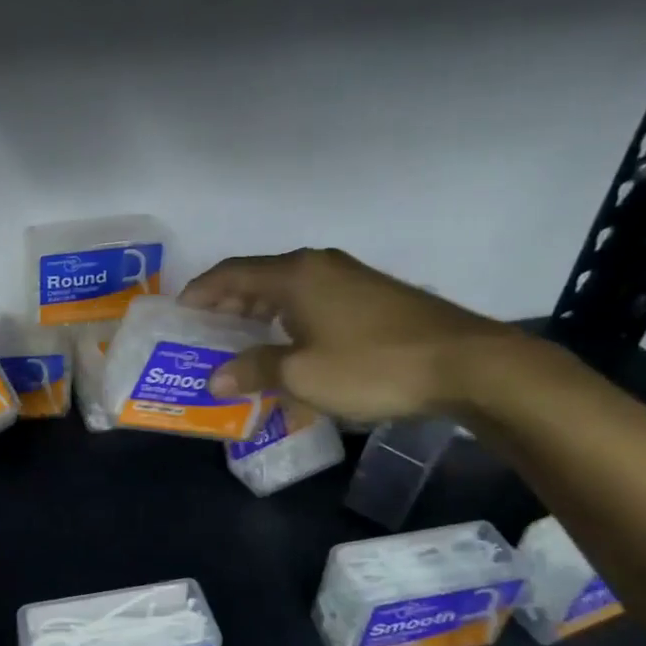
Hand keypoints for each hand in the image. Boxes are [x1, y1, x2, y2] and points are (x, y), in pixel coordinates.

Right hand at [179, 249, 521, 422]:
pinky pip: (314, 301)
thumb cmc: (372, 365)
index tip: (179, 312)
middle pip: (258, 278)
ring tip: (241, 341)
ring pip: (288, 290)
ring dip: (260, 313)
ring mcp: (350, 278)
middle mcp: (319, 266)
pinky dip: (290, 319)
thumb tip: (215, 379)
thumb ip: (254, 370)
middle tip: (204, 332)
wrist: (467, 363)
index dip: (201, 291)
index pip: (231, 274)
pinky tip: (291, 346)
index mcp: (295, 276)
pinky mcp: (373, 296)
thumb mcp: (303, 375)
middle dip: (227, 304)